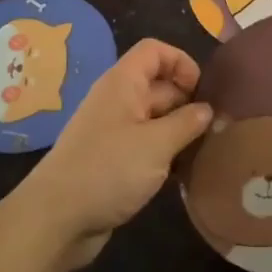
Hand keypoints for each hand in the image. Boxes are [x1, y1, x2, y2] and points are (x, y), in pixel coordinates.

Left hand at [17, 39, 212, 269]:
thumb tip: (207, 110)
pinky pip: (146, 145)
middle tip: (215, 126)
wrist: (56, 220)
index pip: (154, 51)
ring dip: (179, 131)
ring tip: (206, 150)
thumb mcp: (157, 144)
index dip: (181, 61)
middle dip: (188, 101)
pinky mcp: (112, 161)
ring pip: (155, 119)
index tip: (202, 91)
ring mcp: (114, 132)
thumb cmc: (108, 170)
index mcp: (123, 84)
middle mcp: (117, 101)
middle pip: (159, 85)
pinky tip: (184, 173)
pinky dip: (165, 154)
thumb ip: (187, 123)